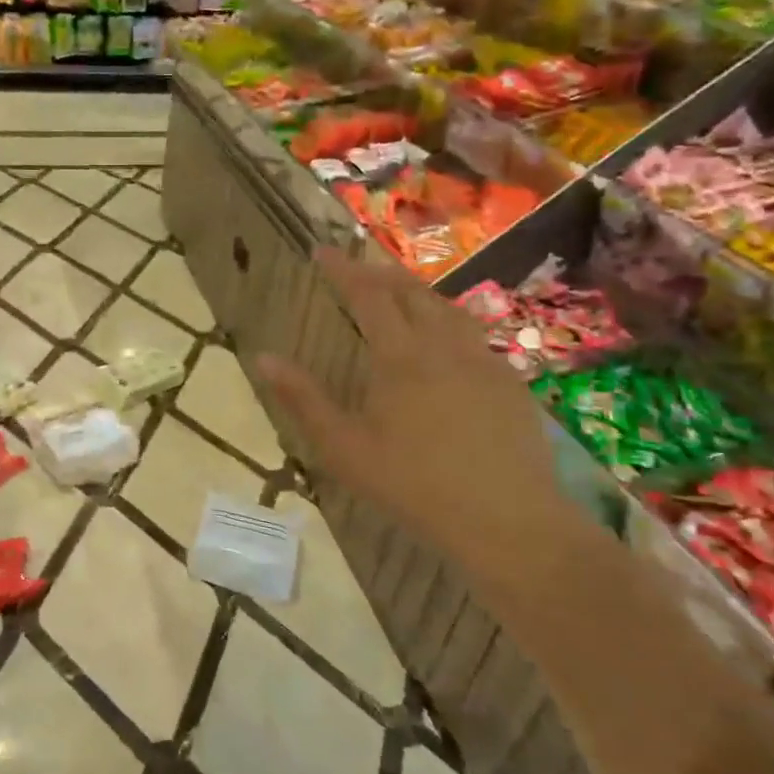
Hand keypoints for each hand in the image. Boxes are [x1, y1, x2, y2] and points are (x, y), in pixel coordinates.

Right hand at [256, 249, 579, 604]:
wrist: (507, 521)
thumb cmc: (413, 485)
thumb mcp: (343, 448)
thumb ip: (302, 399)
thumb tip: (263, 358)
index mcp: (400, 357)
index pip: (368, 295)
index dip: (344, 269)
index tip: (322, 251)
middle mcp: (444, 346)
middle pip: (412, 292)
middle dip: (381, 274)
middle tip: (358, 270)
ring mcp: (484, 362)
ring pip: (449, 310)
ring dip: (419, 295)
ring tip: (400, 298)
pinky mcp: (510, 384)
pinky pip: (475, 336)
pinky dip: (449, 324)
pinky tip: (446, 347)